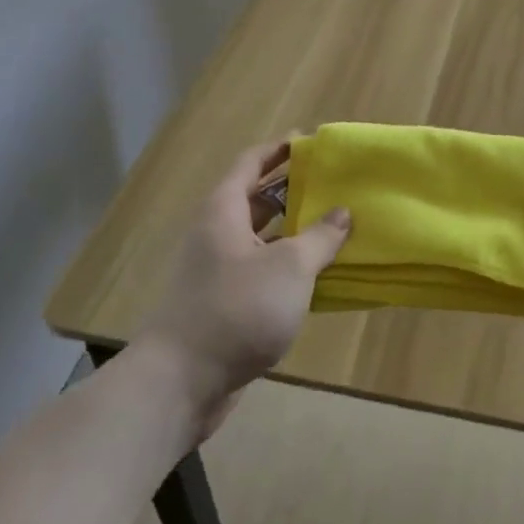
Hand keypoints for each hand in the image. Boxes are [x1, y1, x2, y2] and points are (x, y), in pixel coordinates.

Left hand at [129, 140, 350, 434]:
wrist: (182, 382)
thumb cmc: (237, 309)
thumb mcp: (289, 267)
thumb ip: (319, 237)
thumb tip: (342, 212)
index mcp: (223, 212)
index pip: (250, 163)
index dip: (278, 150)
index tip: (309, 141)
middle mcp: (217, 234)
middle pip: (256, 199)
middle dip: (293, 190)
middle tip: (332, 185)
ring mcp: (219, 271)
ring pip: (262, 238)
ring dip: (294, 231)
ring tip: (335, 225)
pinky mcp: (226, 304)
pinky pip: (262, 271)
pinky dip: (288, 266)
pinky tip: (318, 274)